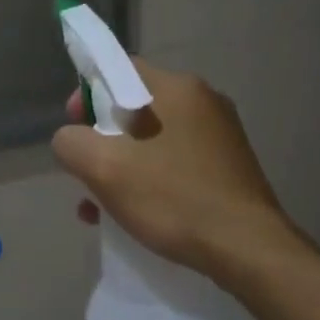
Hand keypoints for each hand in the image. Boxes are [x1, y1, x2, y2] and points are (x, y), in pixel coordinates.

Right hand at [51, 57, 298, 275]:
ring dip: (122, 165)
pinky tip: (133, 214)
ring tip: (100, 205)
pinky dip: (149, 180)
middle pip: (134, 107)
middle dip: (102, 138)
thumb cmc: (173, 199)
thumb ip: (71, 143)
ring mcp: (221, 135)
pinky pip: (175, 162)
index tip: (74, 126)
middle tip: (86, 170)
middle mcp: (204, 102)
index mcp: (177, 88)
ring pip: (152, 140)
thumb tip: (71, 140)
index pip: (120, 69)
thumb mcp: (104, 168)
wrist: (248, 250)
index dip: (87, 93)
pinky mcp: (229, 167)